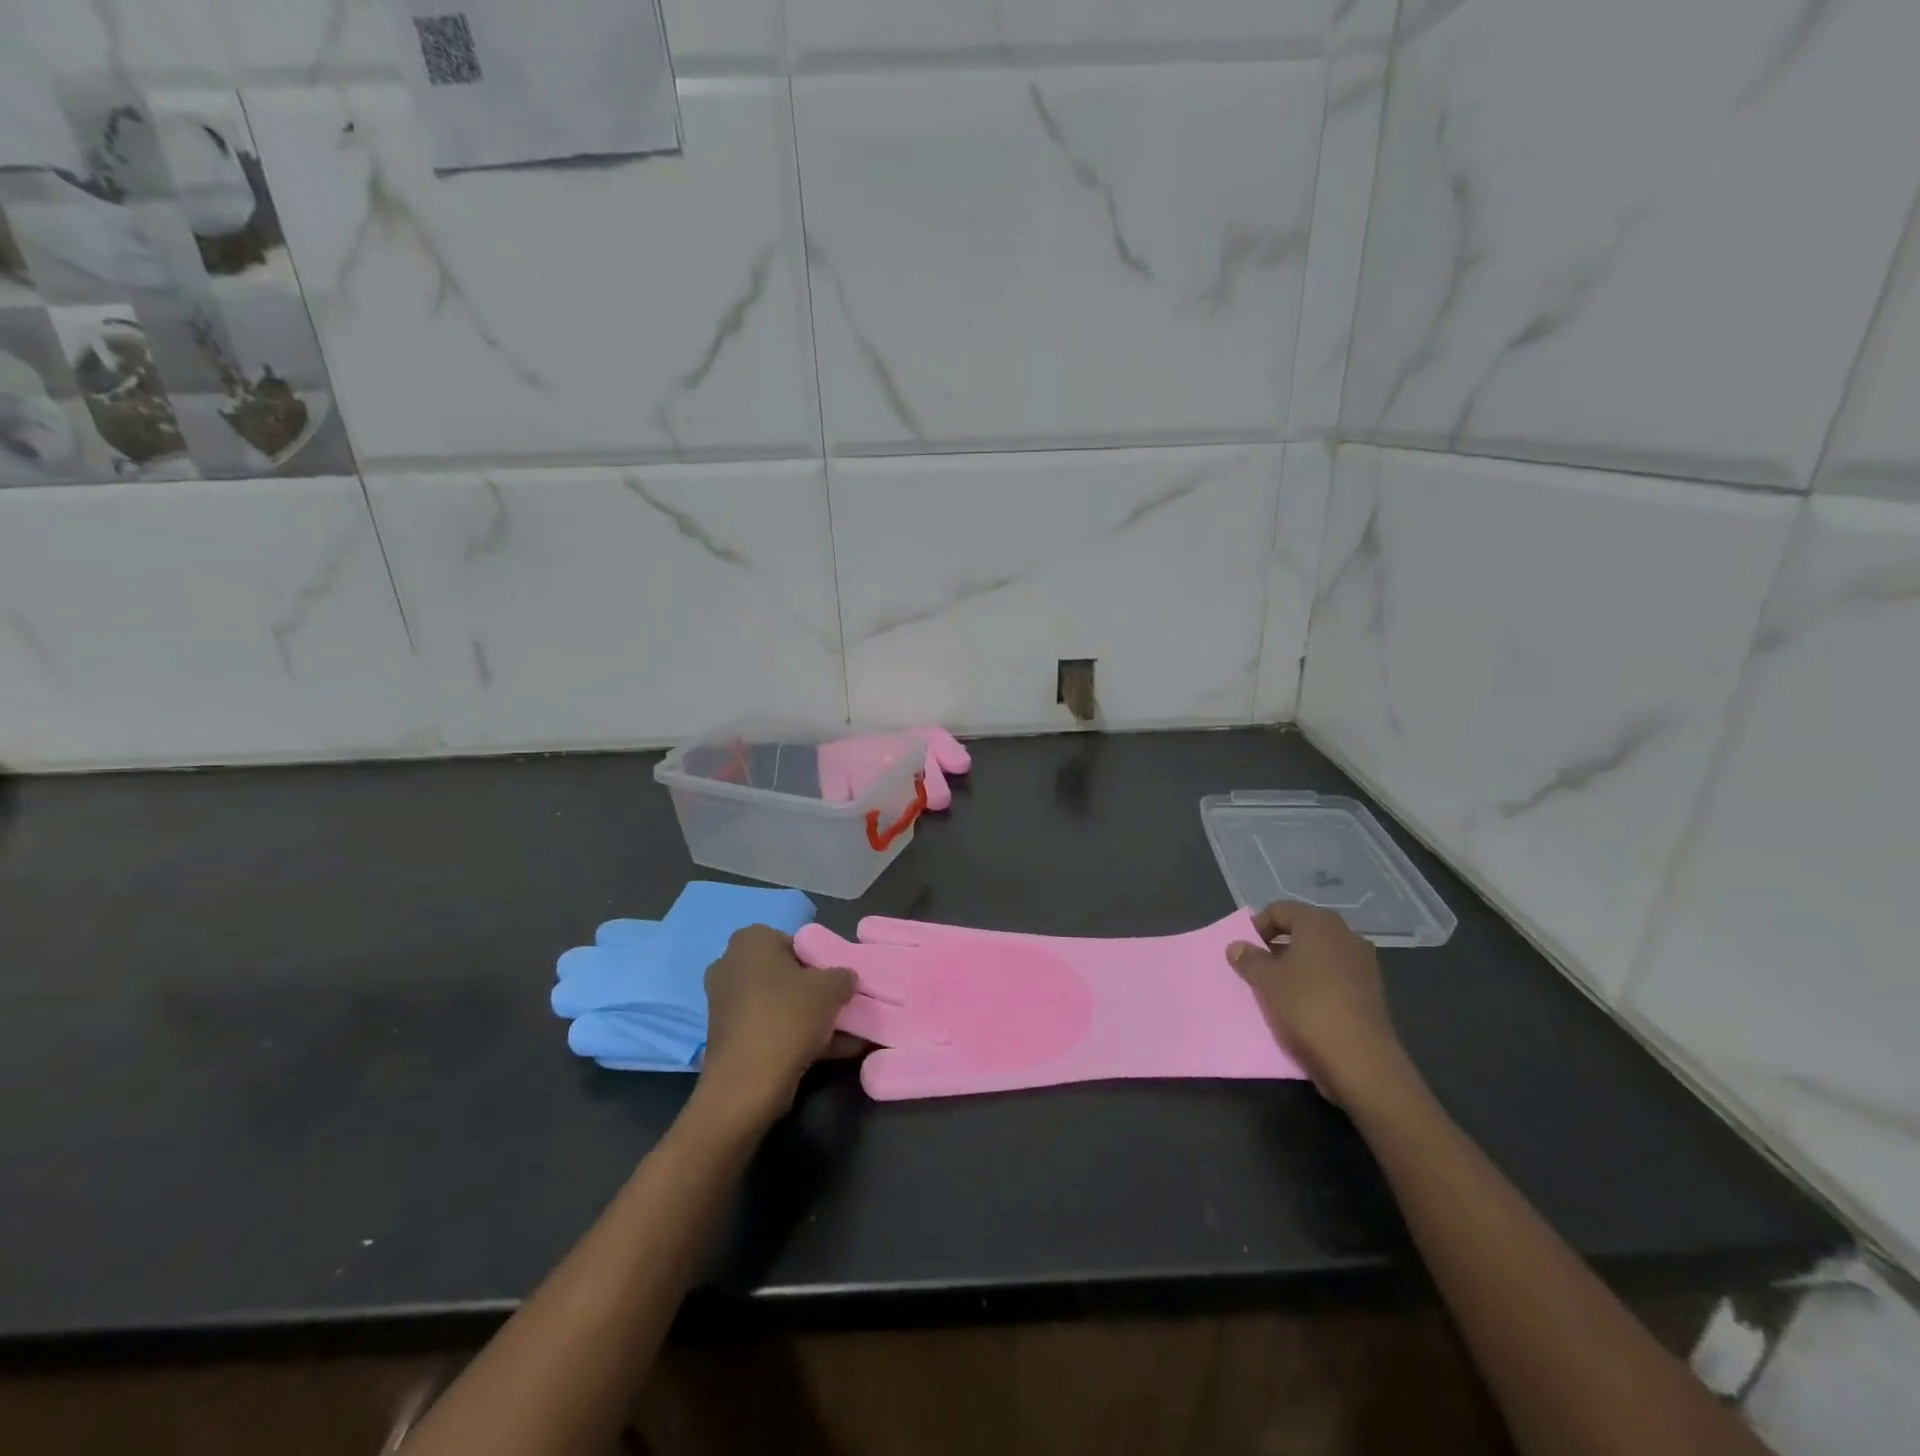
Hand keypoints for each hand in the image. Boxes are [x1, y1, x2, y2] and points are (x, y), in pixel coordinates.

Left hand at [693, 925, 854, 1127]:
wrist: (747, 1084)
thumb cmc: (787, 1017)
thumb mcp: (831, 988)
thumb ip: (843, 975)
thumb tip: (845, 979)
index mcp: (750, 941)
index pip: (794, 942)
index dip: (820, 961)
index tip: (838, 982)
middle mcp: (731, 966)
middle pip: (785, 974)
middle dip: (813, 990)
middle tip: (840, 1005)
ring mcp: (726, 1004)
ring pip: (779, 1004)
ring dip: (809, 1017)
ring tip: (846, 1033)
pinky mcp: (728, 1037)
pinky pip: (770, 1028)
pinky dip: (796, 1037)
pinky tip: (832, 1051)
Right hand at [1226, 903, 1408, 1106]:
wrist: (1359, 1060)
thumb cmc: (1305, 1005)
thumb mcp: (1264, 980)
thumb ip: (1248, 958)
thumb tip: (1237, 946)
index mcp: (1319, 922)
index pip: (1279, 910)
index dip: (1257, 926)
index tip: (1244, 950)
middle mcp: (1345, 935)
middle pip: (1302, 930)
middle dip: (1277, 946)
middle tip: (1258, 969)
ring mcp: (1363, 964)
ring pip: (1319, 955)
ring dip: (1297, 966)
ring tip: (1278, 990)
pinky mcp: (1371, 992)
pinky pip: (1335, 977)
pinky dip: (1316, 984)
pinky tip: (1303, 1006)